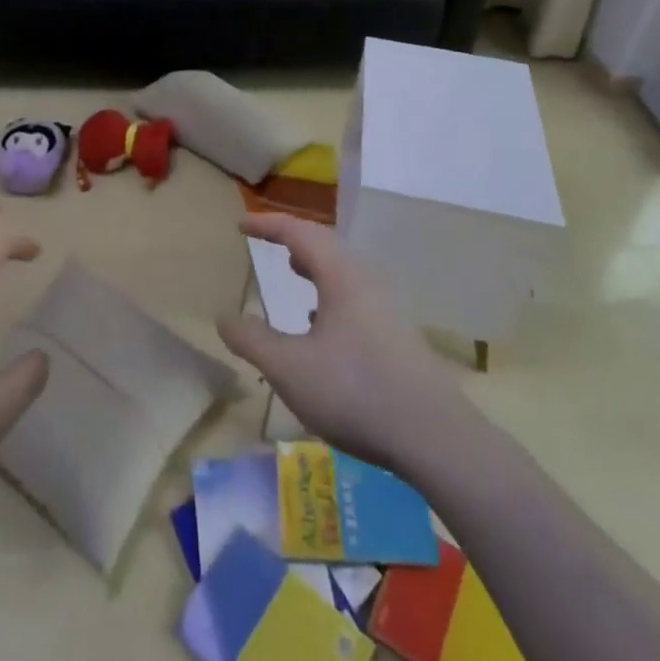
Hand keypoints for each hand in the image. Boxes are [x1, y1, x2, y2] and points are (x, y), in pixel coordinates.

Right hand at [217, 215, 471, 474]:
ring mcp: (386, 310)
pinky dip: (330, 295)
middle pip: (326, 246)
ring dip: (315, 267)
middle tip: (267, 241)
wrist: (435, 437)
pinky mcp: (396, 337)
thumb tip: (224, 317)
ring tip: (294, 271)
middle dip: (294, 240)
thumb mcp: (290, 368)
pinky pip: (354, 297)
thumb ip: (253, 340)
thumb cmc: (356, 391)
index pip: (300, 233)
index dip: (269, 225)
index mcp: (341, 276)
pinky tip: (322, 324)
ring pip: (343, 273)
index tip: (242, 224)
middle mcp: (366, 282)